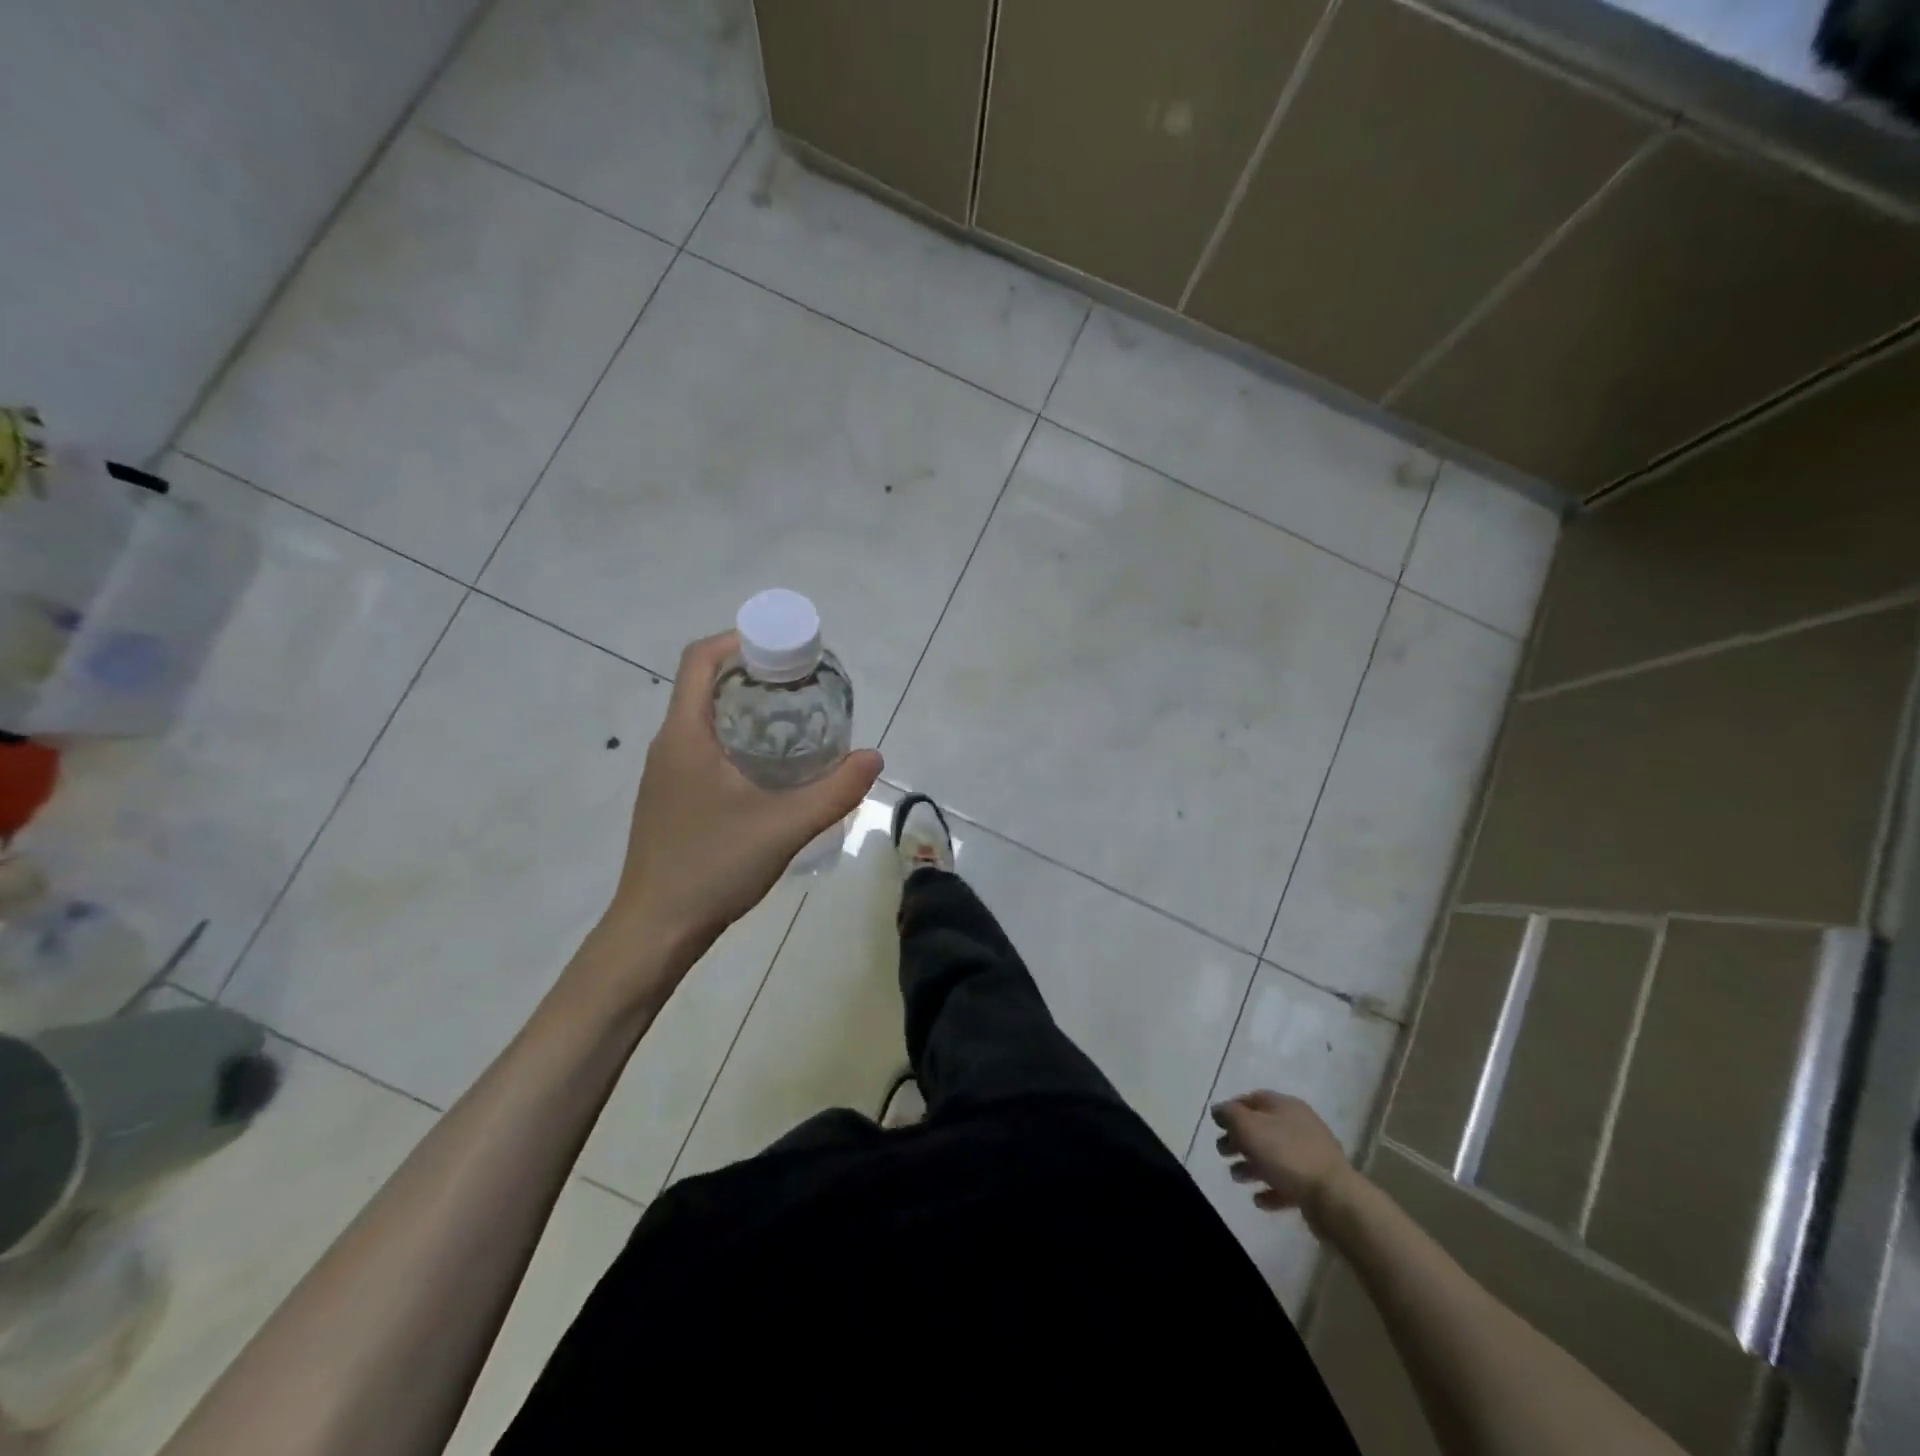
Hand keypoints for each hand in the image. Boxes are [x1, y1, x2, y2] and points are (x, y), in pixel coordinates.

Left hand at [604, 631, 881, 974]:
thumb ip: (835, 790)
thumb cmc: (713, 867)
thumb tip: (873, 758)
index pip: (702, 659)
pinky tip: (768, 771)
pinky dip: (736, 740)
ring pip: (704, 719)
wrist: (655, 929)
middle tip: (802, 686)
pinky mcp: (669, 798)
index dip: (741, 640)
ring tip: (794, 723)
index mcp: (685, 735)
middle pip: (705, 685)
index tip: (784, 650)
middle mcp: (668, 745)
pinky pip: (702, 748)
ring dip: (744, 709)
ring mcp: (664, 774)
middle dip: (753, 674)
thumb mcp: (785, 826)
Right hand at [1212, 1090, 1355, 1231]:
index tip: (1217, 1125)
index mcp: (1285, 1106)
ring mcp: (1311, 1155)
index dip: (1232, 1109)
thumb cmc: (1287, 1155)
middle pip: (1262, 1128)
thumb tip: (1219, 1109)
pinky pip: (1288, 1182)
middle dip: (1239, 1140)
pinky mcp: (1317, 1183)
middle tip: (1222, 1153)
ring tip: (1236, 1177)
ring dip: (1252, 1165)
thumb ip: (1230, 1115)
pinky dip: (1271, 1188)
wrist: (1335, 1198)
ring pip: (1274, 1156)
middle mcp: (1299, 1125)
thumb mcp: (1249, 1127)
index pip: (1253, 1099)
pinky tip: (1259, 1200)